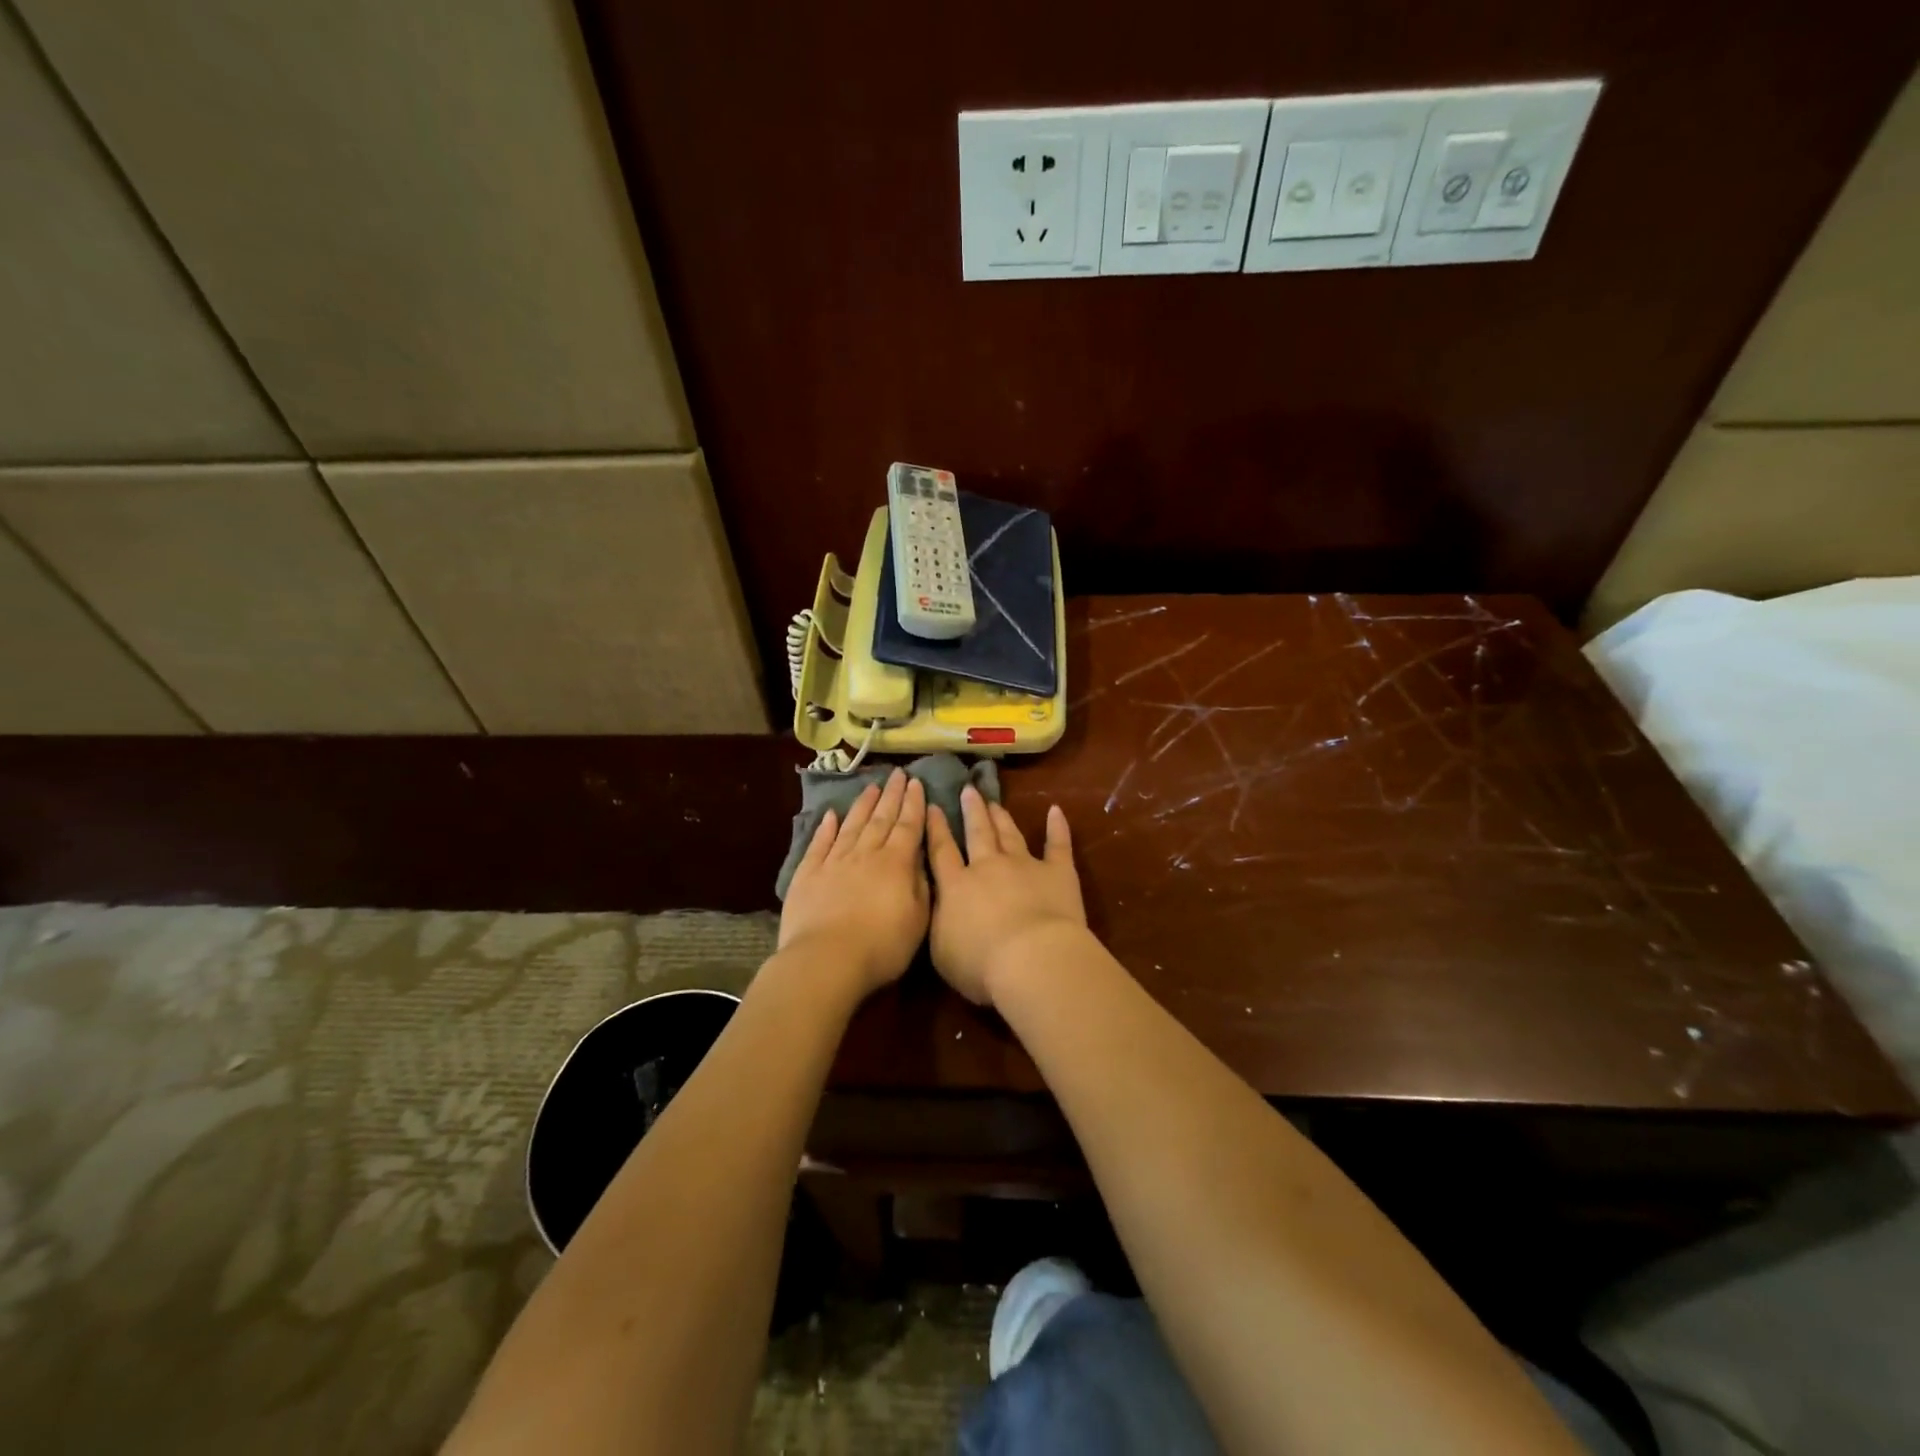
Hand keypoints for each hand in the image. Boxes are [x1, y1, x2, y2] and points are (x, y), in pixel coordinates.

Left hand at [779, 769, 928, 997]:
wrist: (826, 960)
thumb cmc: (881, 946)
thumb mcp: (918, 920)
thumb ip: (921, 885)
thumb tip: (920, 859)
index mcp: (896, 863)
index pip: (908, 826)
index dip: (914, 804)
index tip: (917, 783)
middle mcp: (866, 854)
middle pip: (881, 819)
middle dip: (892, 795)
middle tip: (897, 774)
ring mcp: (834, 862)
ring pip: (852, 825)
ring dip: (863, 805)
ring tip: (871, 786)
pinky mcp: (808, 874)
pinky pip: (820, 844)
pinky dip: (826, 828)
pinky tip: (830, 815)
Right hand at [926, 786, 1087, 1005]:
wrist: (1032, 959)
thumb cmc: (981, 964)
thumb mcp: (942, 950)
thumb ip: (938, 921)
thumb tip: (937, 902)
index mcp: (957, 886)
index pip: (941, 851)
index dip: (936, 828)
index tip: (933, 806)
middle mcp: (988, 867)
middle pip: (978, 833)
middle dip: (972, 810)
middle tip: (968, 790)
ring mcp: (1025, 865)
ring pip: (1010, 834)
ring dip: (1001, 816)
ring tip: (994, 801)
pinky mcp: (1057, 872)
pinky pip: (1057, 844)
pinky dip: (1057, 827)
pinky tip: (1056, 810)